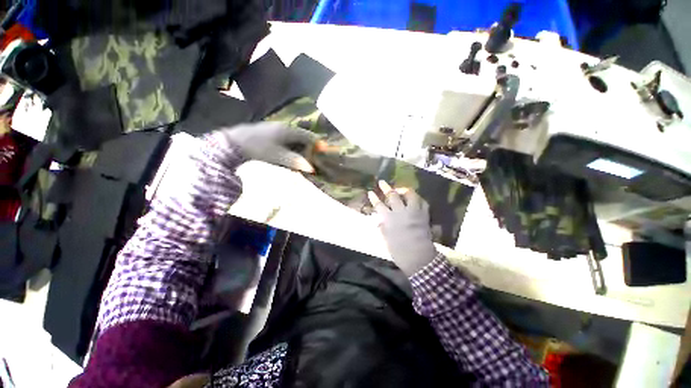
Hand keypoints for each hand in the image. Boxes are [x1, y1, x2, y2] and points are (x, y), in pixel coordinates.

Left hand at [220, 122, 319, 172]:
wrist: (235, 142)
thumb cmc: (259, 148)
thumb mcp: (279, 157)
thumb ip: (295, 161)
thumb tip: (312, 168)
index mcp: (289, 130)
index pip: (308, 136)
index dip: (316, 143)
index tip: (323, 151)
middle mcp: (284, 127)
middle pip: (302, 137)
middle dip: (308, 148)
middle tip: (311, 158)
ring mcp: (276, 129)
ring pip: (293, 139)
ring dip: (299, 149)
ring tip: (300, 160)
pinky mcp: (270, 132)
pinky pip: (286, 140)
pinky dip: (290, 148)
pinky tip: (287, 156)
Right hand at [368, 181, 436, 275]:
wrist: (418, 257)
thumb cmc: (398, 250)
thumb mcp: (386, 238)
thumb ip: (383, 226)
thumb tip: (380, 219)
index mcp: (389, 219)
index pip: (379, 205)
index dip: (374, 198)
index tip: (370, 192)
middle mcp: (400, 212)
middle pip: (392, 195)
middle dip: (386, 187)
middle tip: (382, 182)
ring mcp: (413, 212)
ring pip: (409, 195)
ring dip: (404, 190)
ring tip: (400, 189)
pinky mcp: (424, 215)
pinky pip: (423, 202)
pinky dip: (418, 199)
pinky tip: (415, 199)